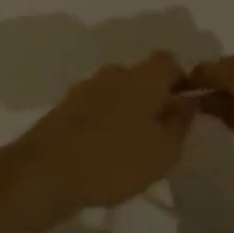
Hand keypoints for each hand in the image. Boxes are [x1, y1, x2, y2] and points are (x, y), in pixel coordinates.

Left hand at [14, 52, 194, 212]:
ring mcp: (86, 88)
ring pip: (118, 93)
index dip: (180, 81)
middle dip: (153, 100)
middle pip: (141, 77)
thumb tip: (187, 102)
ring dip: (127, 112)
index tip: (184, 109)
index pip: (169, 62)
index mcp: (143, 77)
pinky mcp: (65, 108)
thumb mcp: (163, 151)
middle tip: (160, 135)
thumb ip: (180, 123)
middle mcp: (114, 73)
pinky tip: (104, 153)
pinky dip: (104, 124)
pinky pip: (96, 108)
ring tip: (132, 149)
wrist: (46, 171)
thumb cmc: (115, 159)